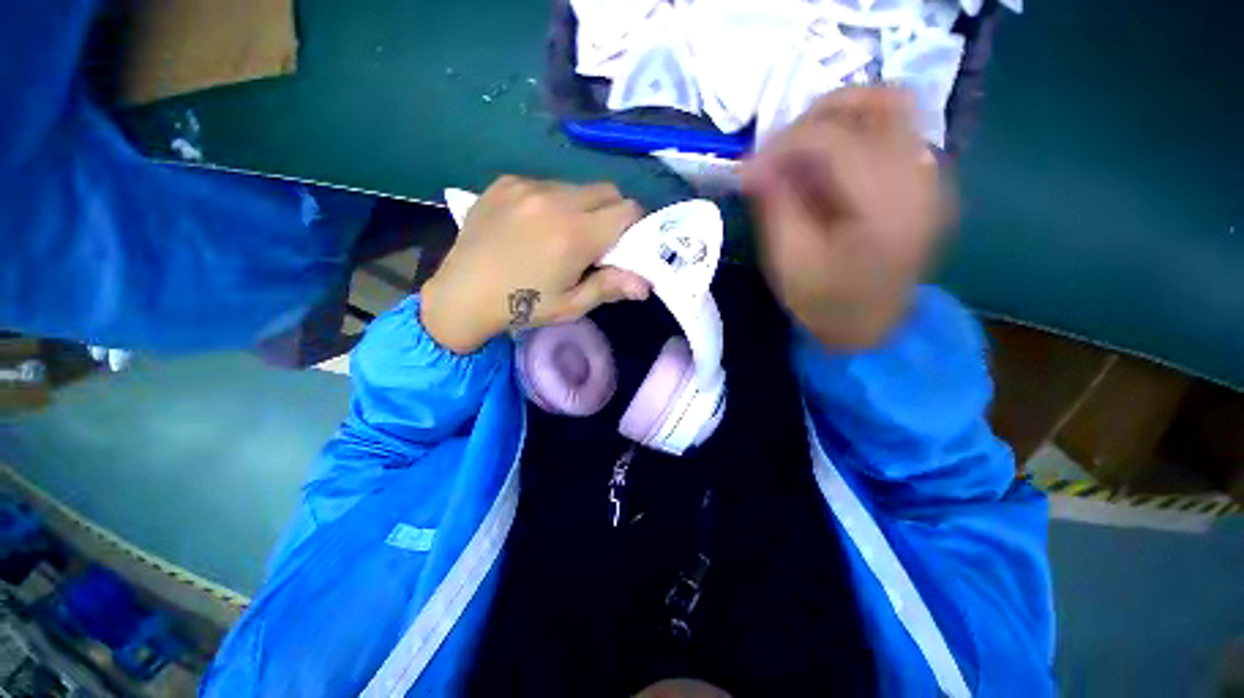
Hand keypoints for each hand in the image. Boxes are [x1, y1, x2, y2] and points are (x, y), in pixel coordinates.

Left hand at [420, 176, 650, 352]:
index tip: (627, 243)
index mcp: (575, 234)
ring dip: (582, 206)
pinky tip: (534, 225)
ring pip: (577, 186)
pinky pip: (546, 184)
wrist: (463, 295)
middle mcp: (555, 200)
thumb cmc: (522, 306)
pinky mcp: (506, 182)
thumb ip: (610, 287)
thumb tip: (647, 283)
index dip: (636, 225)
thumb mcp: (570, 306)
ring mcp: (527, 186)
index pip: (628, 210)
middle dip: (613, 212)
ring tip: (562, 234)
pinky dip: (553, 201)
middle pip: (607, 191)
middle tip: (598, 240)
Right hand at [740, 88, 950, 349]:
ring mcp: (932, 177)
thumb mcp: (788, 261)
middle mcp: (920, 179)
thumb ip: (774, 205)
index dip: (783, 143)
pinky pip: (897, 133)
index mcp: (883, 207)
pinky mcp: (927, 182)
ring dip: (841, 118)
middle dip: (819, 113)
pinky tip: (831, 167)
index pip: (834, 139)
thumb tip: (752, 164)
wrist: (872, 330)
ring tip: (803, 150)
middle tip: (780, 145)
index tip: (748, 168)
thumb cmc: (825, 304)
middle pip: (880, 101)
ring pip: (894, 108)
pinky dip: (858, 134)